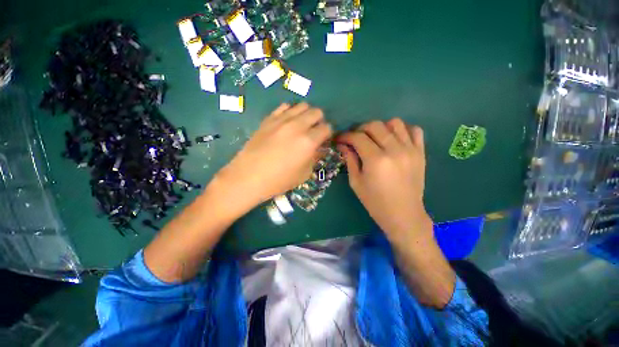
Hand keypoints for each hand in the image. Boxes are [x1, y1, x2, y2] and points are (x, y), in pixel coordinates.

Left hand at [213, 103, 331, 210]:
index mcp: (308, 141)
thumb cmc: (279, 180)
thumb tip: (319, 148)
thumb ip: (315, 158)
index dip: (328, 133)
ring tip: (302, 126)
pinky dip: (291, 112)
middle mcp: (297, 126)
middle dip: (320, 121)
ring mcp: (281, 120)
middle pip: (317, 112)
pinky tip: (287, 123)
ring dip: (306, 114)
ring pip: (302, 106)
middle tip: (314, 132)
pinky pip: (284, 107)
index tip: (324, 139)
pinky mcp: (269, 119)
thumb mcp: (304, 174)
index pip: (327, 128)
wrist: (249, 177)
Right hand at [336, 119, 431, 240]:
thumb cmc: (375, 201)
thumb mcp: (356, 182)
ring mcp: (410, 149)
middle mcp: (394, 150)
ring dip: (380, 127)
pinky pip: (414, 130)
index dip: (345, 136)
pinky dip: (402, 130)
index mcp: (376, 160)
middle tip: (354, 138)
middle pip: (375, 126)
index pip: (358, 137)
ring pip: (395, 123)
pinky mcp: (421, 152)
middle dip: (360, 129)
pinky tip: (394, 138)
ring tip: (374, 137)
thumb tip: (343, 145)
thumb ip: (350, 160)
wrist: (403, 214)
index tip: (339, 139)